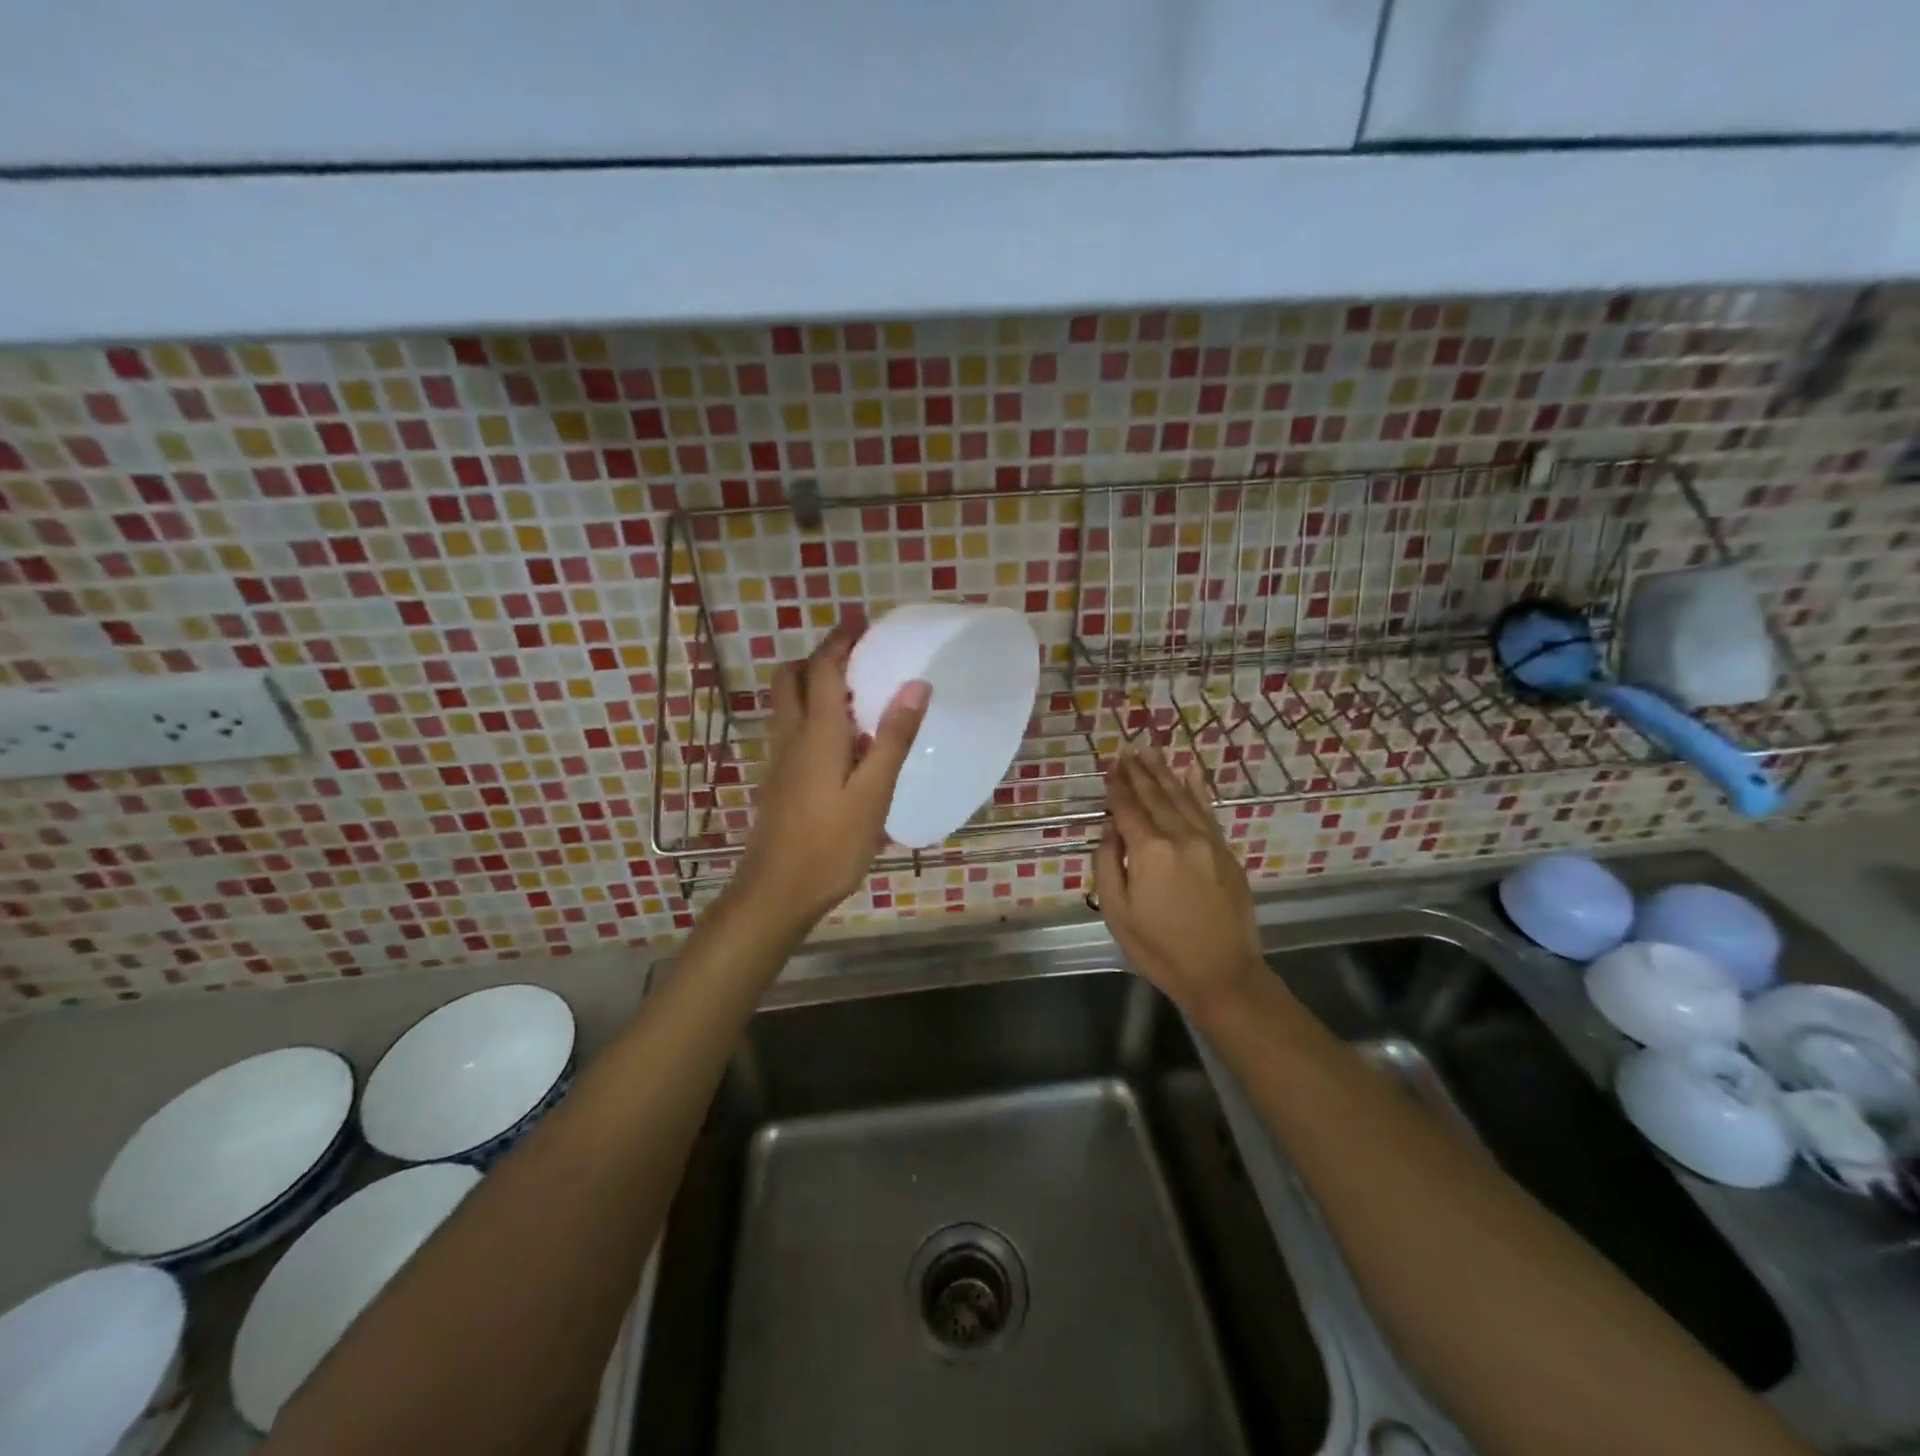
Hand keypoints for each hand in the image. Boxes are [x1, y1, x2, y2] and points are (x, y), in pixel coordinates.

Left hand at [730, 620, 929, 933]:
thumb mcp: (873, 794)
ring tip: (856, 694)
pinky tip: (842, 742)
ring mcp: (780, 760)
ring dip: (814, 684)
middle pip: (792, 678)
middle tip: (858, 658)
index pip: (824, 669)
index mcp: (817, 733)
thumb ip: (894, 738)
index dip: (841, 640)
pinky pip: (792, 729)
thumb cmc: (831, 845)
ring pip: (787, 704)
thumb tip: (915, 684)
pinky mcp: (779, 780)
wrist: (776, 893)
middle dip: (820, 658)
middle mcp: (791, 736)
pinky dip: (812, 714)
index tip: (863, 623)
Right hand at [1096, 748, 1262, 1017]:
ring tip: (1150, 752)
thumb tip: (1110, 830)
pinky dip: (1197, 791)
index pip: (1127, 809)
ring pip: (1182, 798)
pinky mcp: (1226, 853)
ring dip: (1164, 773)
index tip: (1108, 766)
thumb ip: (1108, 864)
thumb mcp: (1117, 912)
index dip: (1116, 787)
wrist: (1222, 973)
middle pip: (1155, 796)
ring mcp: (1208, 842)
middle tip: (1126, 750)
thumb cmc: (1159, 948)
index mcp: (1149, 851)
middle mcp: (1180, 837)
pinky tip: (1190, 774)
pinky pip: (1209, 812)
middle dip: (1138, 772)